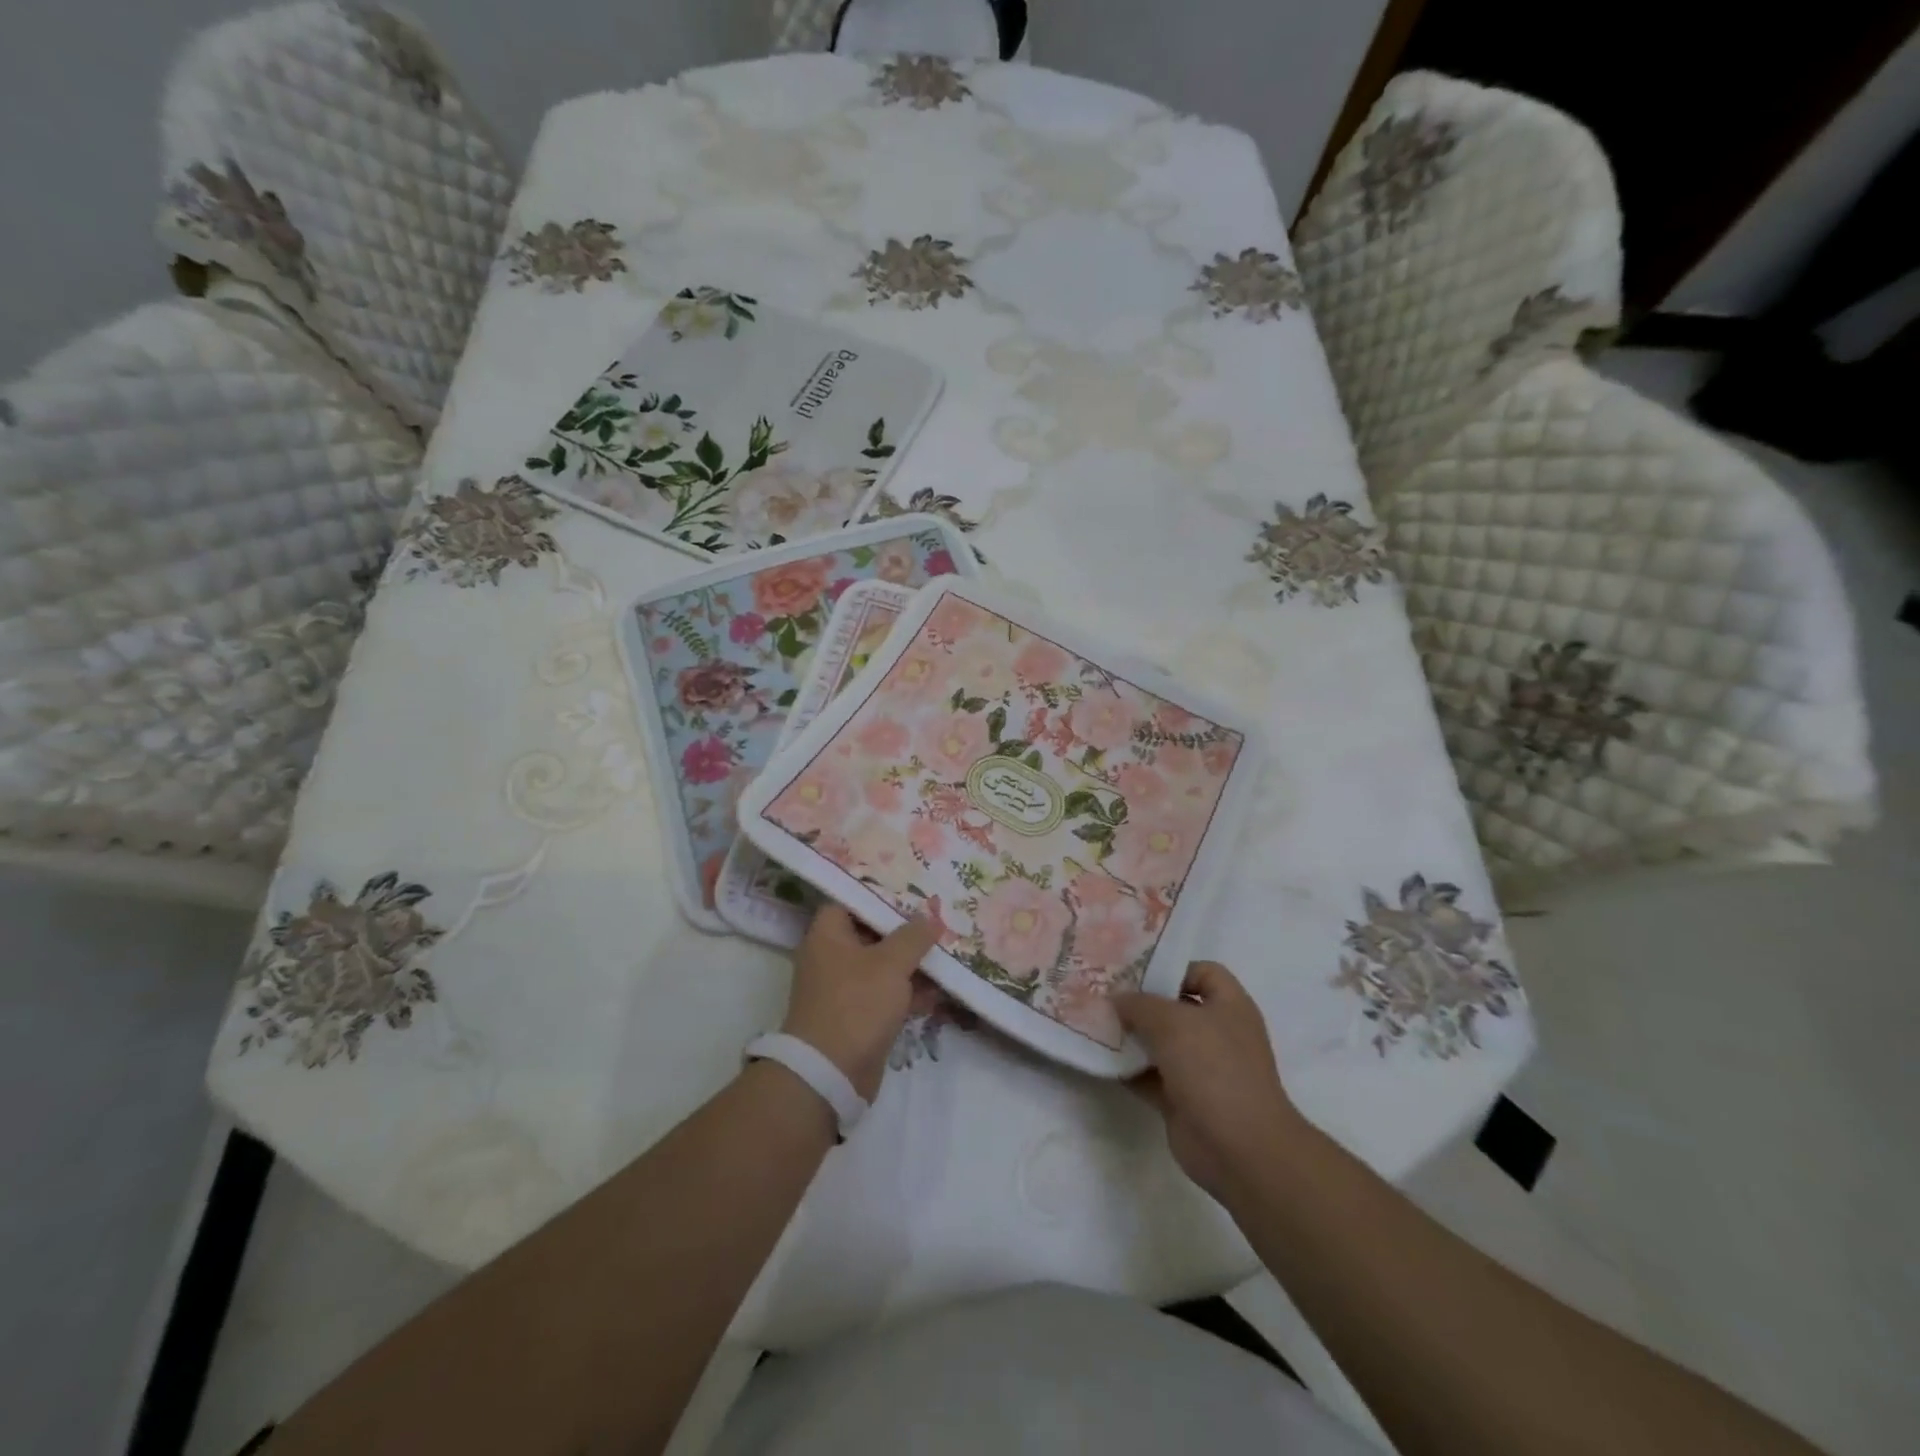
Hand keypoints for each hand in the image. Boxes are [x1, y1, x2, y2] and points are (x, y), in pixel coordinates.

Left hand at [782, 905, 941, 1101]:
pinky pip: (887, 994)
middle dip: (906, 931)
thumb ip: (913, 936)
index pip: (852, 900)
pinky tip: (941, 990)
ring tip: (948, 952)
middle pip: (872, 933)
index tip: (912, 892)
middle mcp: (832, 957)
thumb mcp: (890, 963)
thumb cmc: (856, 1004)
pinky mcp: (859, 1016)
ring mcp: (845, 989)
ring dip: (913, 963)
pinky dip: (910, 992)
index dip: (881, 894)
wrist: (830, 1074)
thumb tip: (930, 917)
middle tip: (938, 920)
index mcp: (828, 935)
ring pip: (884, 966)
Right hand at [1114, 962, 1305, 1199]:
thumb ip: (1140, 1004)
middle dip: (1141, 1001)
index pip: (1202, 972)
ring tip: (1093, 1022)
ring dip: (1130, 1036)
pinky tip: (1098, 1059)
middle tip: (1102, 993)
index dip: (1171, 967)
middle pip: (1175, 1007)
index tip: (1133, 971)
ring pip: (1159, 1043)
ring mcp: (1201, 1069)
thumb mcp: (1171, 1021)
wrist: (1239, 1148)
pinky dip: (1127, 1069)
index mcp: (1229, 1006)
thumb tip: (1117, 999)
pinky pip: (1149, 1076)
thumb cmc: (1213, 1068)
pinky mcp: (1183, 1099)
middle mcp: (1217, 1033)